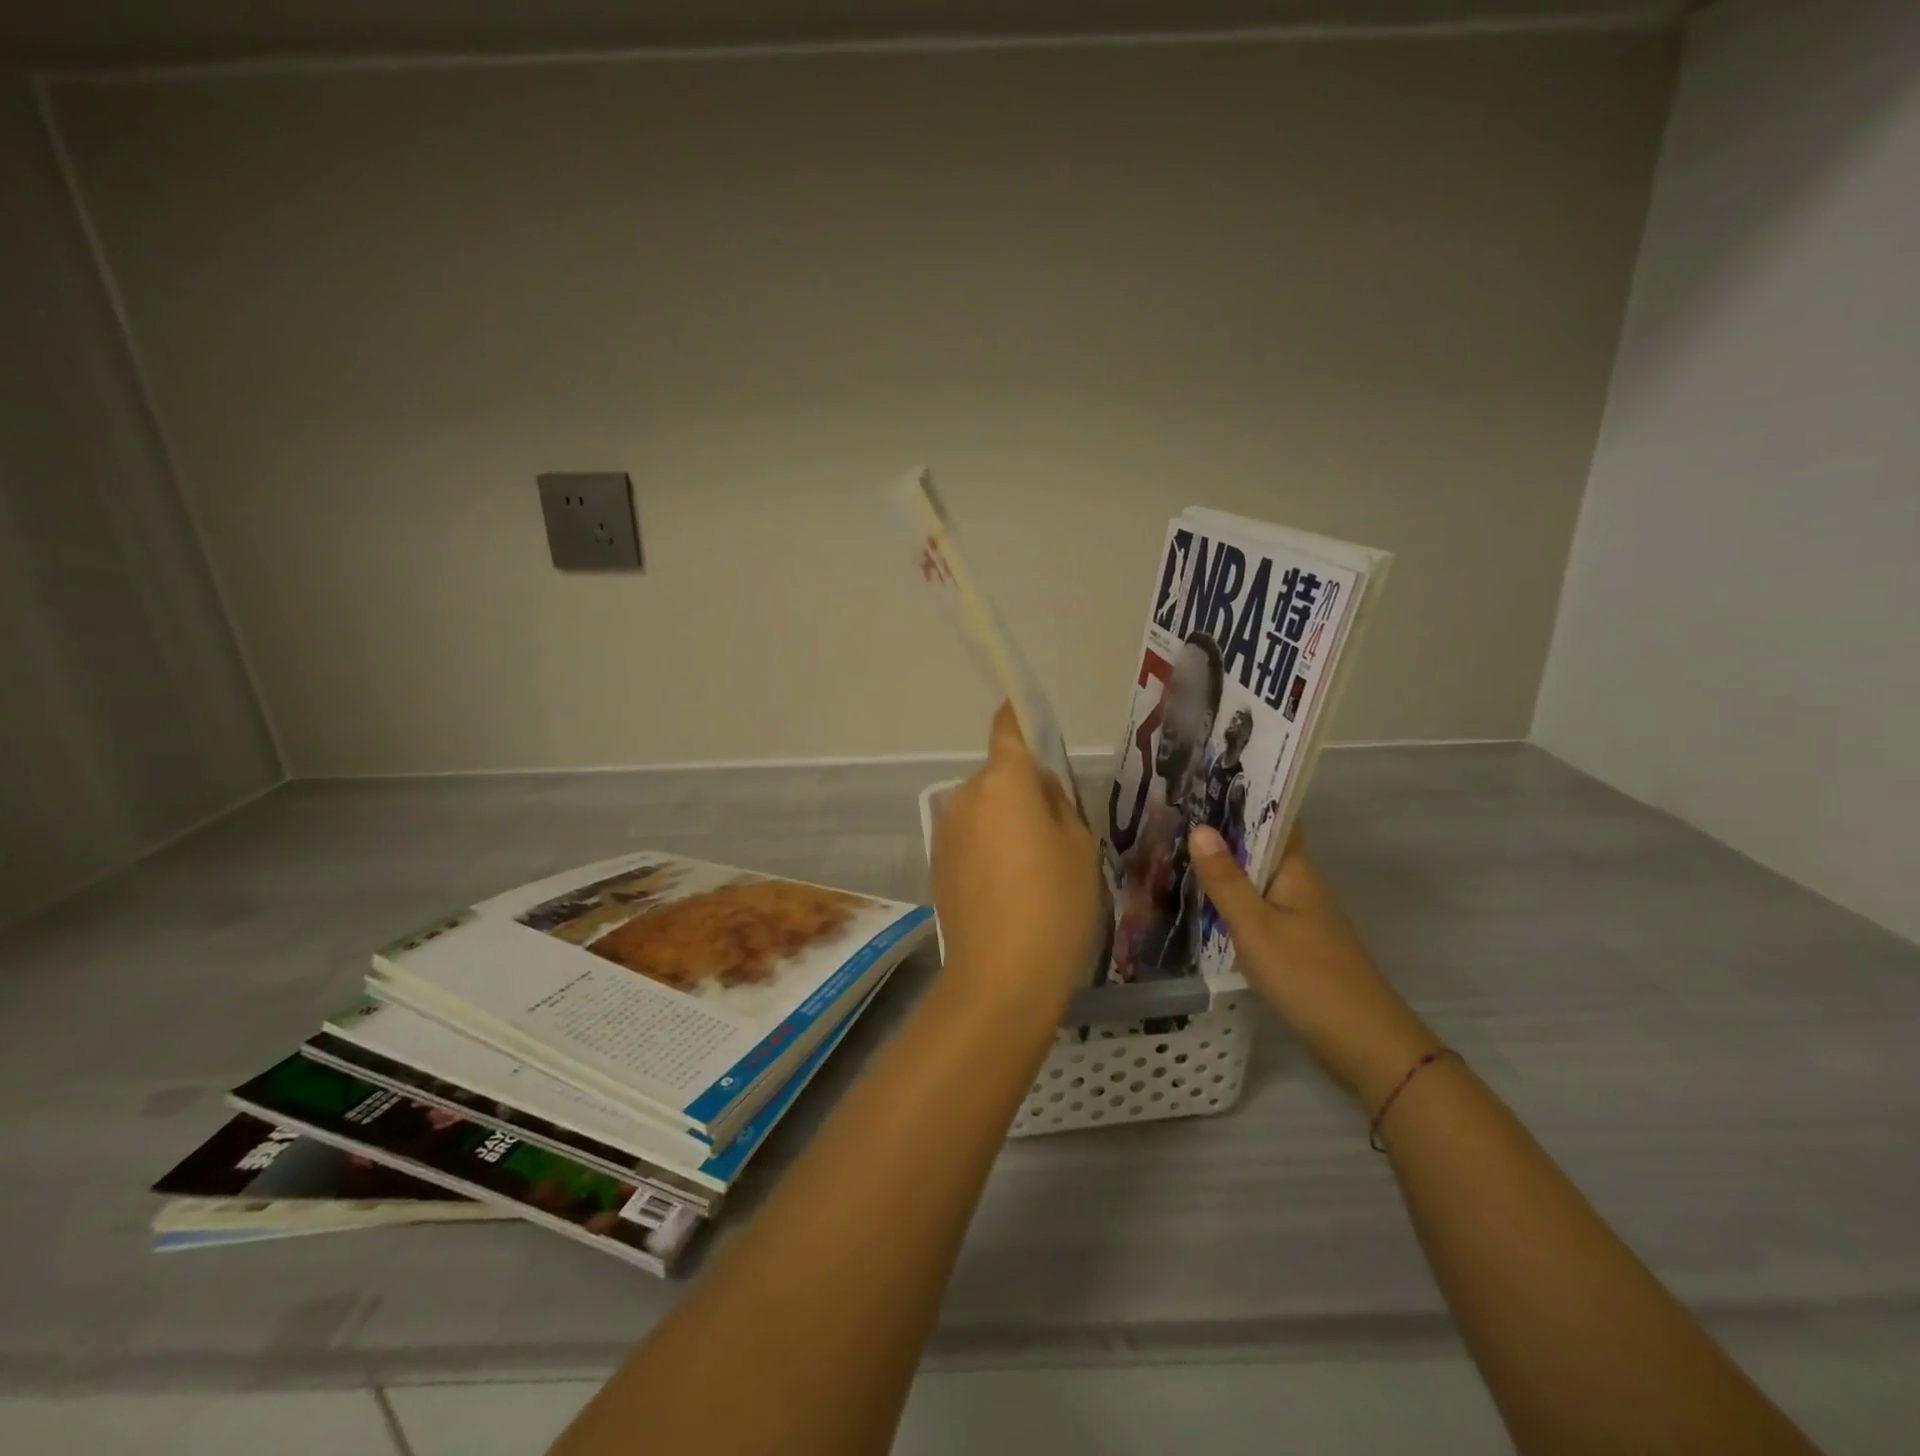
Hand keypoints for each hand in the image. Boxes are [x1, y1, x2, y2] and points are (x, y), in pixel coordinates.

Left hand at [931, 705, 1099, 1015]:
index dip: (1020, 715)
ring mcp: (946, 831)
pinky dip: (988, 848)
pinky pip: (970, 838)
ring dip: (1005, 821)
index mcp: (1004, 781)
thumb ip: (1058, 804)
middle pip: (999, 775)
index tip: (1032, 716)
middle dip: (1023, 788)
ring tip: (1033, 869)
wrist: (1001, 979)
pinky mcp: (936, 863)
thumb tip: (1039, 789)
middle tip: (1056, 829)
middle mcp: (965, 796)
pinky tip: (1008, 889)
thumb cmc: (1055, 905)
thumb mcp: (1079, 847)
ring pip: (984, 808)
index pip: (1008, 727)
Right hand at [1189, 826, 1438, 1107]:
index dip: (1247, 798)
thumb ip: (1226, 881)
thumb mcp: (1256, 927)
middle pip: (1264, 848)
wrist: (1365, 1045)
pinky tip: (1207, 903)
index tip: (1207, 780)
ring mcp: (1303, 918)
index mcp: (1297, 872)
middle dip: (1227, 830)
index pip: (1276, 819)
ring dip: (1228, 865)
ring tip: (1181, 849)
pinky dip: (1234, 899)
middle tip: (1178, 812)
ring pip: (1260, 880)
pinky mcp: (1298, 946)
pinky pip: (1260, 908)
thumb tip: (1201, 827)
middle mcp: (1302, 887)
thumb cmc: (1308, 977)